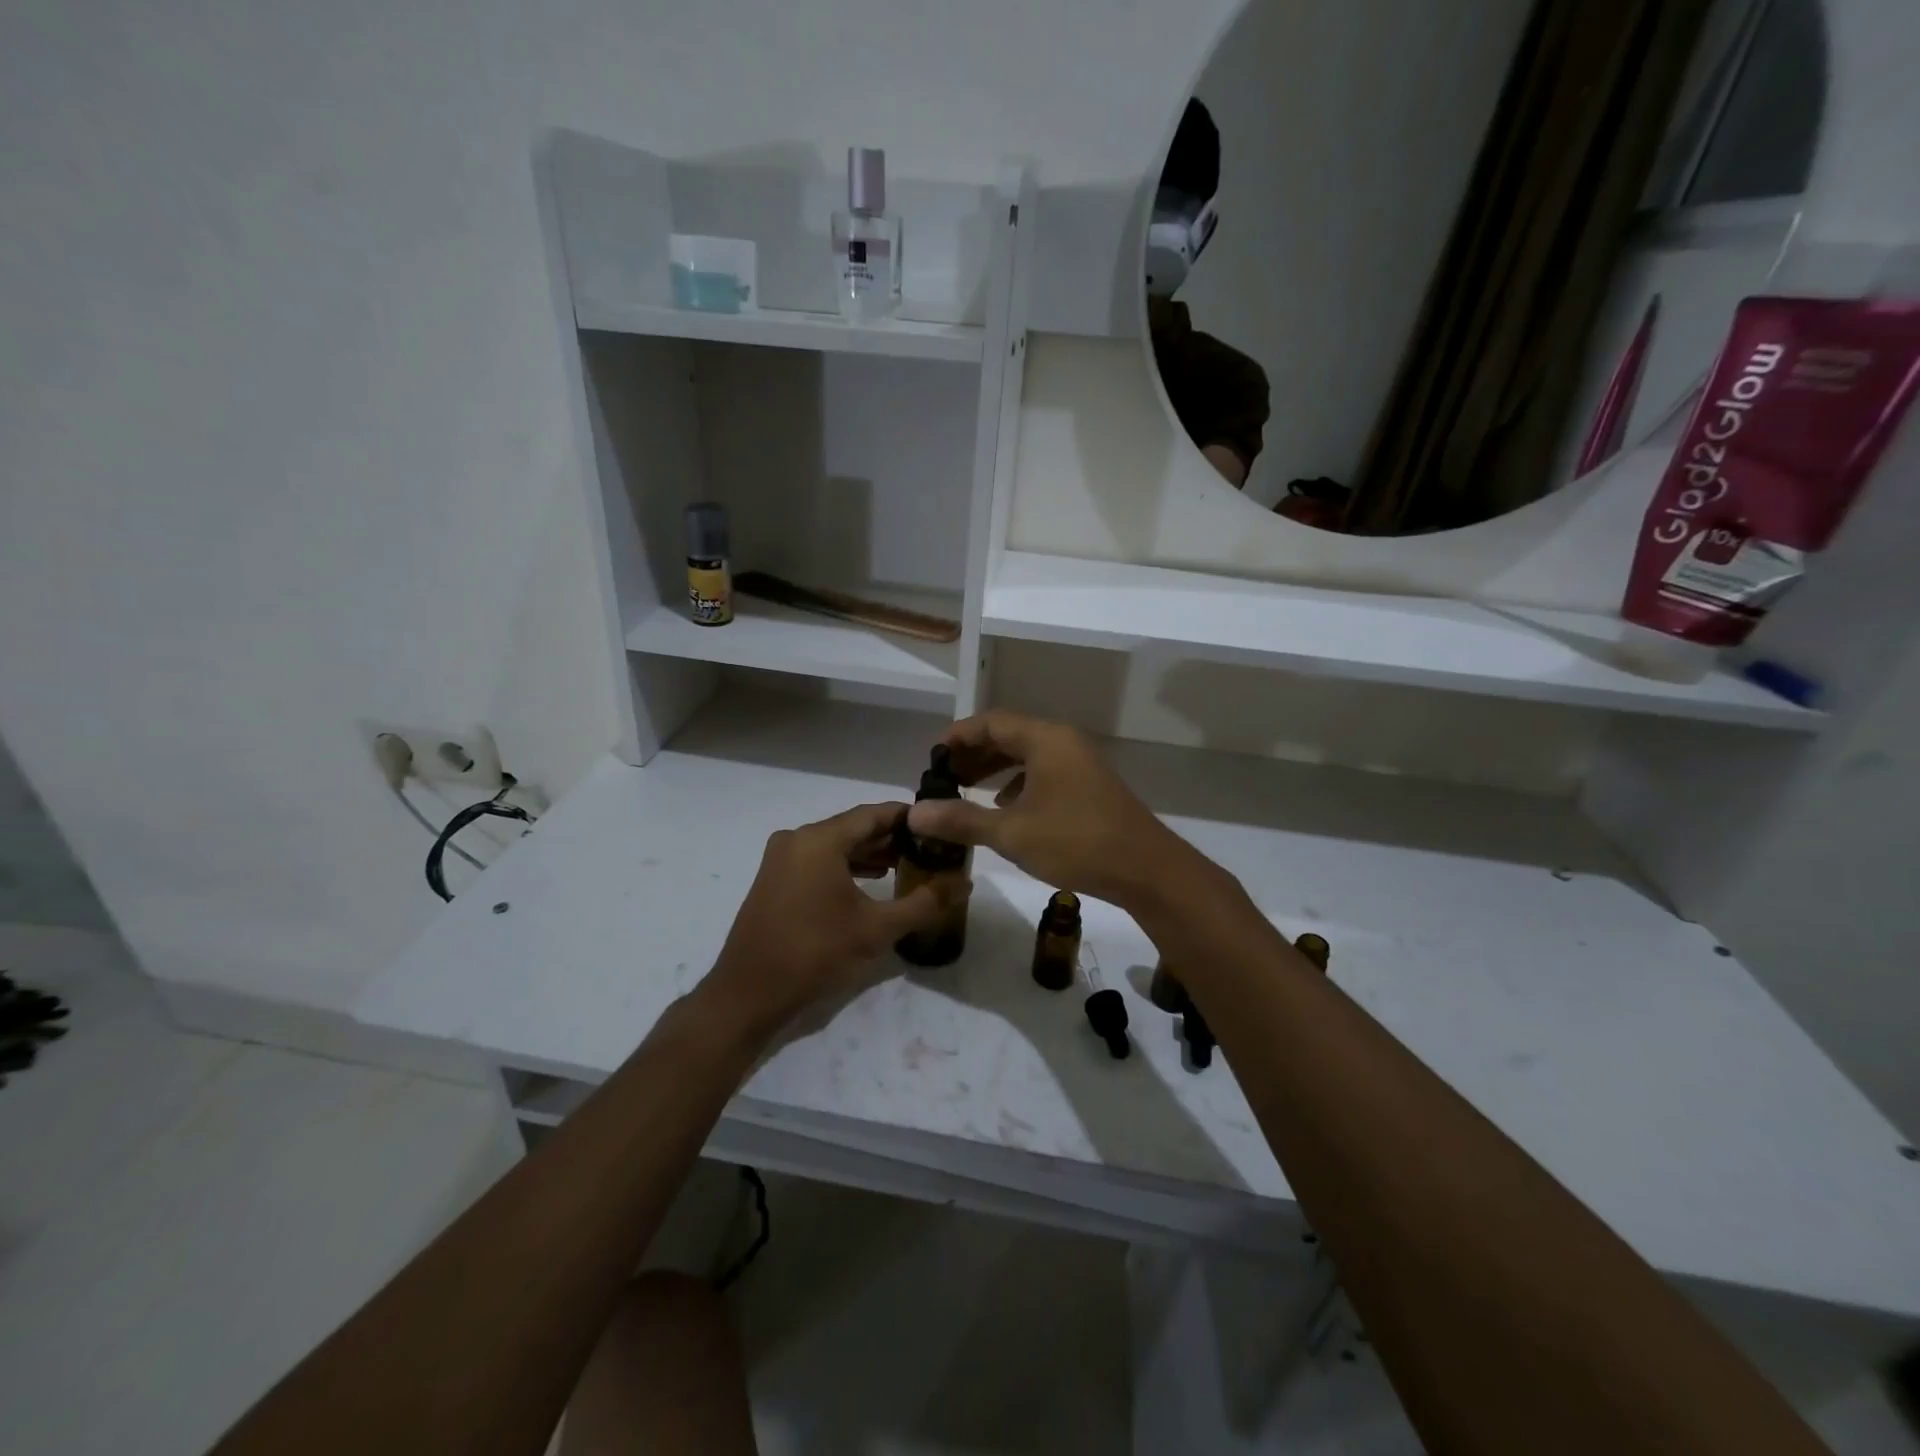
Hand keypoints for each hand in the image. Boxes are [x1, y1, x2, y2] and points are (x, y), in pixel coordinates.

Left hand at [704, 803, 952, 1036]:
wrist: (749, 994)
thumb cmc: (816, 954)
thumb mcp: (878, 929)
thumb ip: (924, 902)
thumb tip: (965, 883)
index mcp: (819, 840)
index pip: (873, 814)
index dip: (908, 818)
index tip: (938, 826)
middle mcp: (797, 839)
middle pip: (853, 827)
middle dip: (891, 837)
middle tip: (928, 849)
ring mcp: (781, 859)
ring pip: (835, 845)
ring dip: (868, 853)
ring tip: (904, 865)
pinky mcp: (774, 879)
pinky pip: (817, 860)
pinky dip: (845, 866)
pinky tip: (870, 881)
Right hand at [905, 711, 1194, 908]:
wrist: (1145, 869)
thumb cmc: (1075, 841)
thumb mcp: (1011, 832)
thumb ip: (961, 819)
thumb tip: (914, 814)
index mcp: (1045, 739)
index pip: (991, 722)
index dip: (958, 736)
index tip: (932, 757)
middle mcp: (1063, 742)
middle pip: (1009, 735)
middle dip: (974, 753)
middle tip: (944, 776)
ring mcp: (1080, 763)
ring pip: (1028, 755)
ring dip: (995, 769)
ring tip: (966, 789)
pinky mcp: (1089, 786)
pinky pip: (1044, 772)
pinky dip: (1019, 783)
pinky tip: (1004, 808)